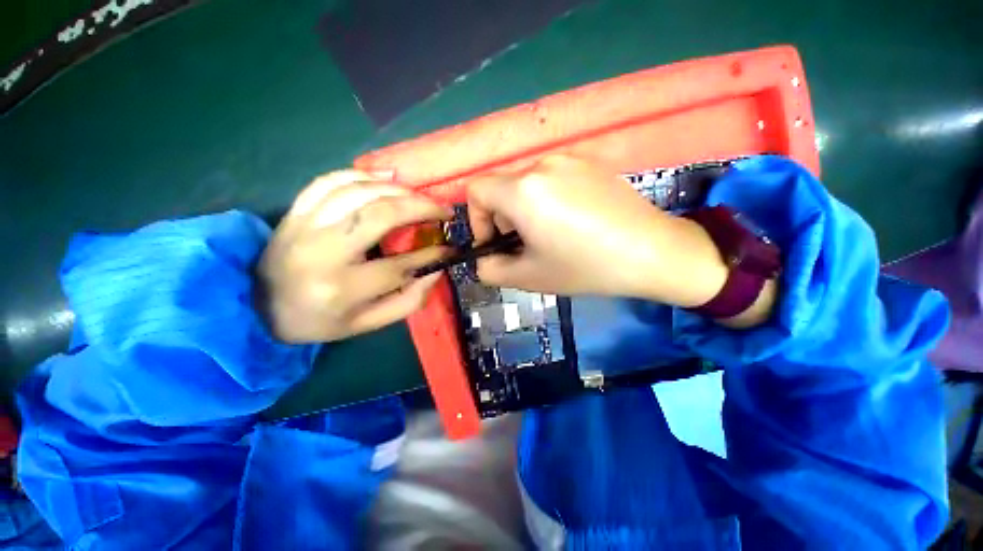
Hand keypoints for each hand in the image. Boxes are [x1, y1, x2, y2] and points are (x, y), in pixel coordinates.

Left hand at [257, 170, 449, 343]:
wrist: (259, 308)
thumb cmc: (320, 321)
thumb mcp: (369, 324)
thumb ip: (409, 300)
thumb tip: (437, 270)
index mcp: (342, 289)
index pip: (399, 266)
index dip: (432, 256)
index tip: (450, 248)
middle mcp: (322, 253)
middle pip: (380, 215)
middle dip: (421, 208)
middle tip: (443, 210)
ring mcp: (304, 227)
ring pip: (358, 191)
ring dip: (398, 189)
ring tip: (420, 197)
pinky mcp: (294, 212)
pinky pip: (329, 180)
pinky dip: (362, 175)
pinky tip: (384, 181)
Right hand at [466, 155, 730, 308]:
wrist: (653, 252)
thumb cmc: (585, 267)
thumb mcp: (528, 278)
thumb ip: (491, 270)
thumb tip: (482, 260)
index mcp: (522, 191)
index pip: (476, 191)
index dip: (476, 219)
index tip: (495, 242)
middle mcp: (542, 165)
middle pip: (503, 188)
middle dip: (504, 219)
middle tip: (525, 245)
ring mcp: (570, 159)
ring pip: (528, 184)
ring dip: (526, 209)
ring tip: (551, 234)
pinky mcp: (592, 163)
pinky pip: (554, 179)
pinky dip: (549, 199)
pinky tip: (574, 221)